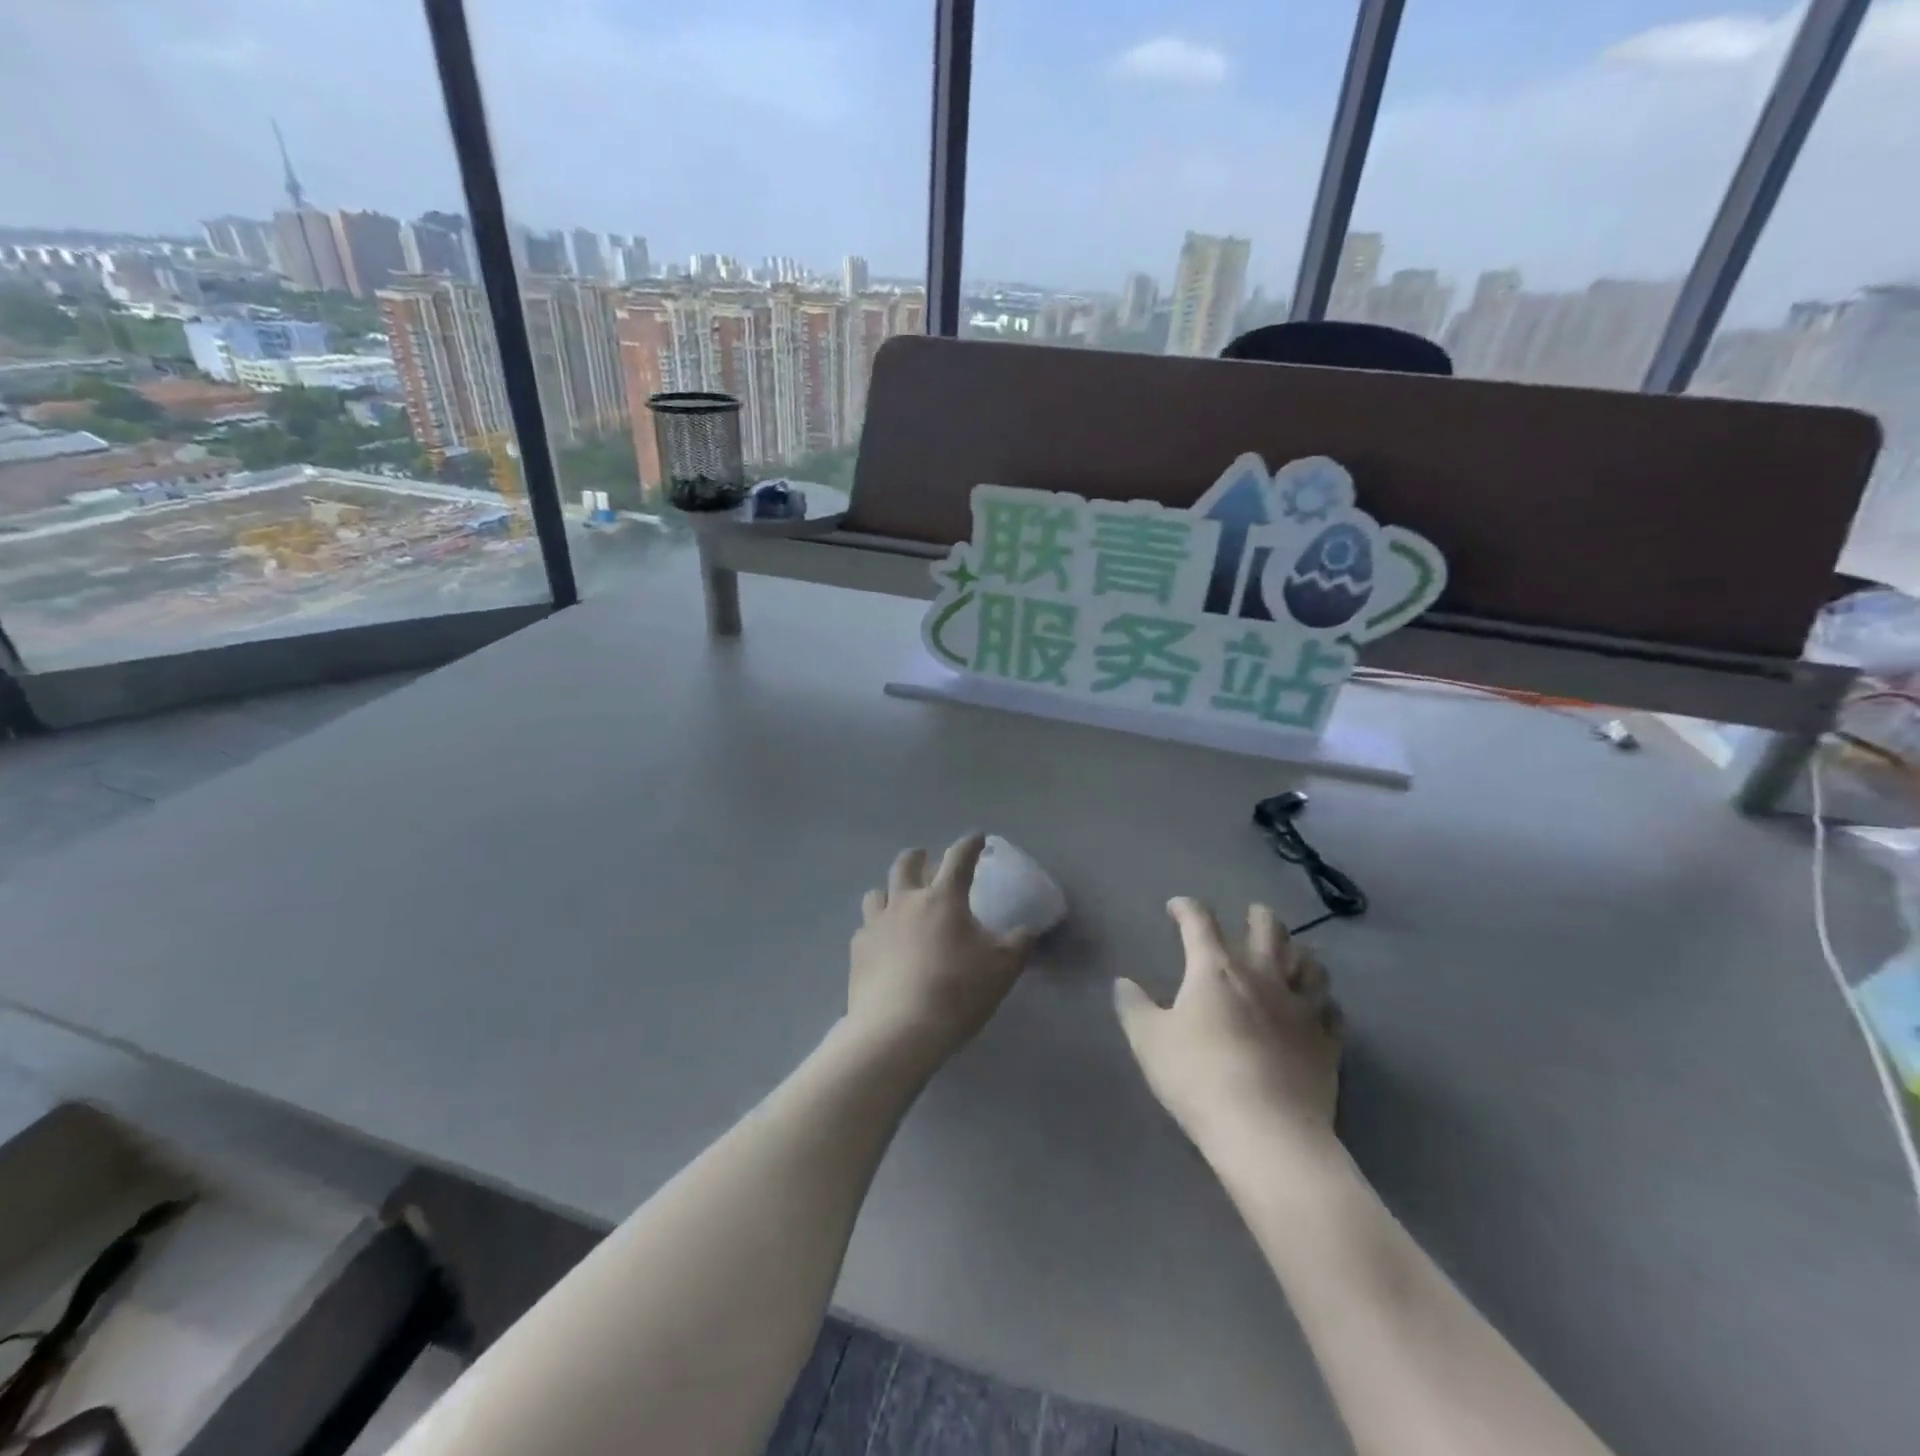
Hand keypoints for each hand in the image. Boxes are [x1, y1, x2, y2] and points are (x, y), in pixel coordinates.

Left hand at [848, 834, 1034, 1065]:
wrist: (899, 1030)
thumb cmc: (957, 991)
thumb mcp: (1003, 968)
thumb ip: (1019, 943)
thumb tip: (1028, 929)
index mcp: (943, 899)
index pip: (959, 859)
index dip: (969, 844)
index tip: (976, 837)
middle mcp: (906, 902)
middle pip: (906, 865)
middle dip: (918, 857)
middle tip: (924, 858)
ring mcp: (877, 924)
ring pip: (877, 893)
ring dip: (890, 891)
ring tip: (898, 901)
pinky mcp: (858, 950)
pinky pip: (865, 928)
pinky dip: (876, 929)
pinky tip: (883, 945)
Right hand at [1115, 898, 1341, 1150]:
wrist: (1266, 1132)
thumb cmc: (1198, 1077)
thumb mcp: (1149, 1041)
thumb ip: (1134, 1007)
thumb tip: (1122, 983)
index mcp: (1215, 970)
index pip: (1200, 922)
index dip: (1187, 908)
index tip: (1177, 908)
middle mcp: (1263, 977)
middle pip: (1268, 929)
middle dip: (1258, 916)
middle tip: (1253, 915)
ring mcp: (1301, 1008)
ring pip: (1310, 964)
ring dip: (1299, 952)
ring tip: (1293, 953)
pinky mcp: (1327, 1043)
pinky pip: (1332, 1011)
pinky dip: (1324, 1002)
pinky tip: (1320, 1008)